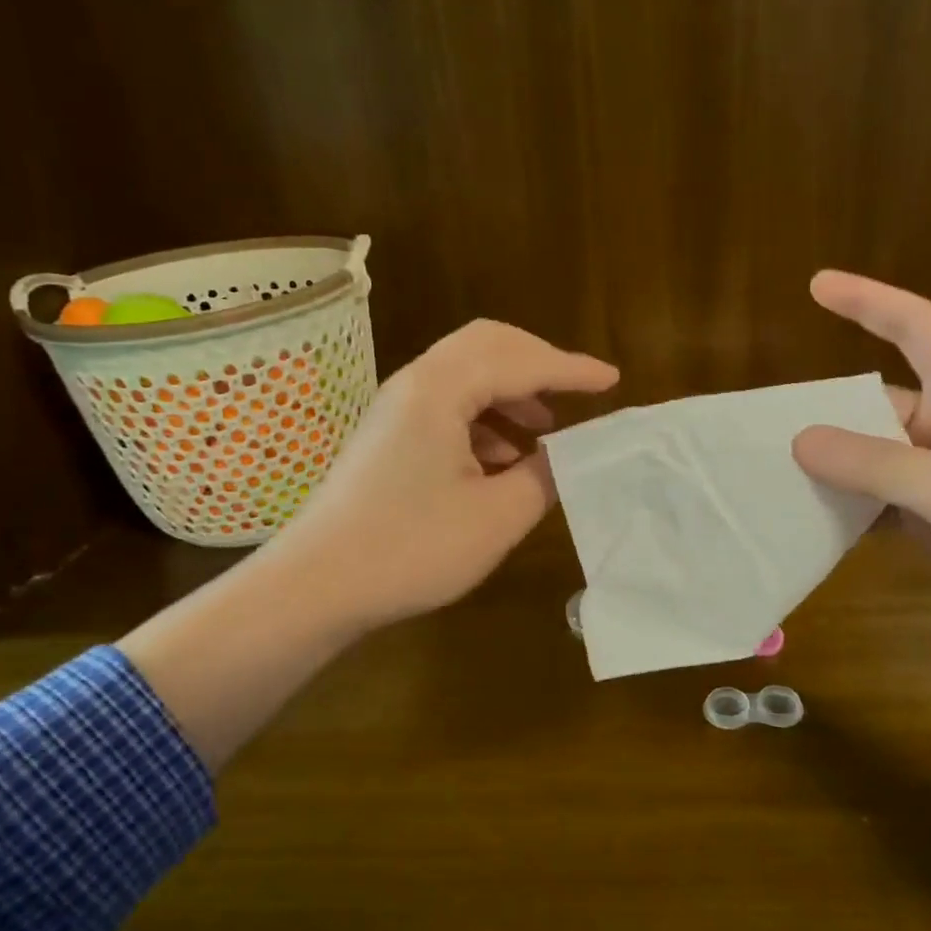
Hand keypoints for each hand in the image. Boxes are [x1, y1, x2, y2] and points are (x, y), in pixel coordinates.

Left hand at [270, 319, 619, 632]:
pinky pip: (447, 405)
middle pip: (488, 345)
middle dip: (538, 364)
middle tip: (577, 393)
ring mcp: (396, 408)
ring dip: (512, 393)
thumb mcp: (497, 517)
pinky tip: (503, 460)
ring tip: (546, 434)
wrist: (318, 585)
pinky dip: (485, 418)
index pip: (521, 361)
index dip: (572, 369)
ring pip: (466, 375)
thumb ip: (544, 477)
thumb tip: (567, 457)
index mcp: (442, 389)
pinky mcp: (388, 435)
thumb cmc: (412, 548)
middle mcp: (416, 383)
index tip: (613, 381)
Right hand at [791, 271, 930, 664]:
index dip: (868, 302)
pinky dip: (846, 507)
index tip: (816, 286)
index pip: (918, 328)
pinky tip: (806, 517)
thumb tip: (801, 439)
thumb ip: (879, 465)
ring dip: (832, 463)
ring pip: (875, 457)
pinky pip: (880, 503)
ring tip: (770, 469)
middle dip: (829, 408)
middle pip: (881, 401)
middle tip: (764, 421)